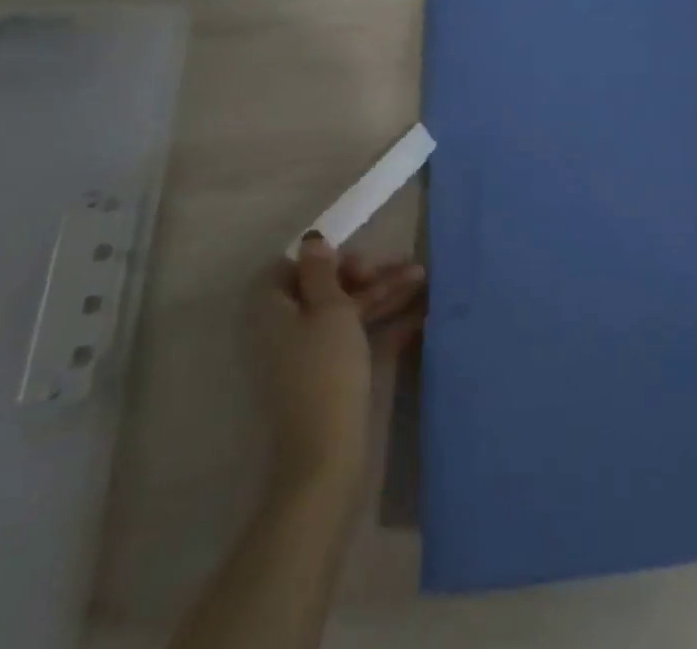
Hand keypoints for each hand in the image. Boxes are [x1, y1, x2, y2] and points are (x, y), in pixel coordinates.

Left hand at [252, 234, 425, 500]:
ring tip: (423, 277)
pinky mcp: (333, 378)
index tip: (359, 261)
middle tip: (403, 266)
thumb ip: (322, 271)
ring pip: (347, 312)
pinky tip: (421, 315)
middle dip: (368, 274)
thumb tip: (311, 241)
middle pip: (327, 288)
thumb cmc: (325, 370)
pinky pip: (359, 339)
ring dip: (384, 293)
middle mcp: (287, 329)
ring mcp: (311, 356)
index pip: (293, 268)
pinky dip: (385, 325)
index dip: (327, 258)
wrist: (327, 457)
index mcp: (273, 310)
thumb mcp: (328, 309)